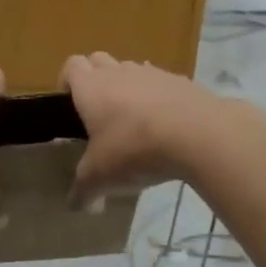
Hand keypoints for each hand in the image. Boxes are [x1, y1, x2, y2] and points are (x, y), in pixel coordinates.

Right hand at [62, 52, 254, 203]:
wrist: (199, 135)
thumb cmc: (134, 149)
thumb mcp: (100, 178)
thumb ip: (83, 190)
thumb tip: (74, 206)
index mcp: (91, 87)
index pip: (71, 65)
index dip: (67, 81)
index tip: (70, 104)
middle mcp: (118, 72)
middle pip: (99, 60)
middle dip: (95, 80)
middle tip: (98, 113)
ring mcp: (152, 73)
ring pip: (131, 70)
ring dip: (127, 87)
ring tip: (133, 121)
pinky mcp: (182, 82)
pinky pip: (162, 84)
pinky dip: (158, 98)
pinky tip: (165, 126)